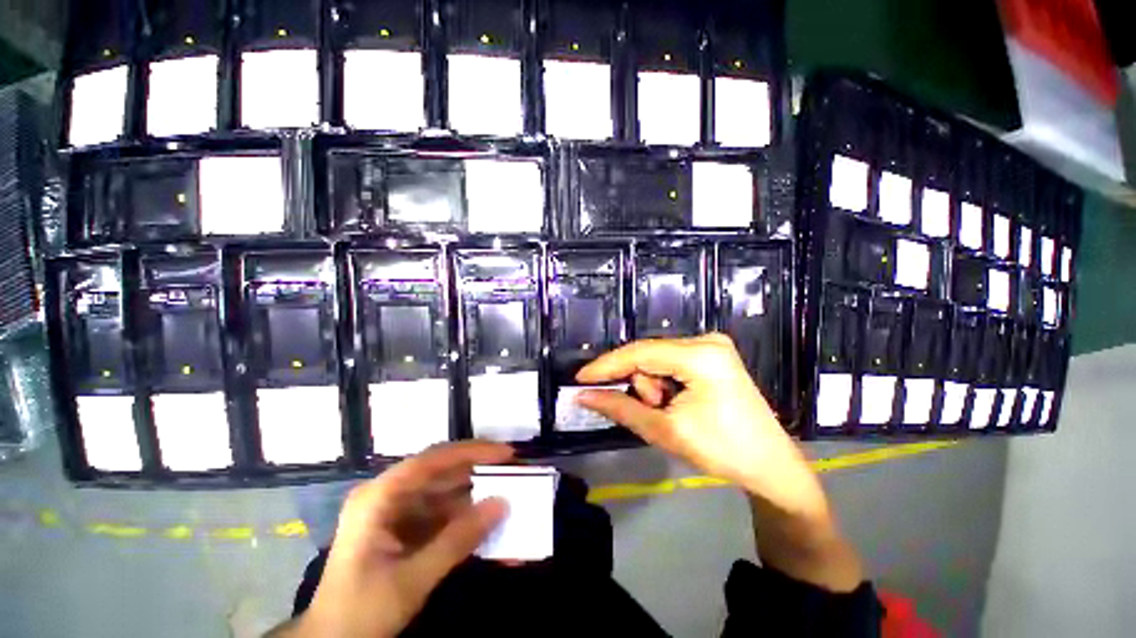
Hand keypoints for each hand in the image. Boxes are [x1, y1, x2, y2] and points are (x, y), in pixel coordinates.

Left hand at [287, 442, 511, 637]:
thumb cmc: (361, 611)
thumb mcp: (412, 580)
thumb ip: (458, 540)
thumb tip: (502, 503)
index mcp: (379, 497)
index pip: (432, 460)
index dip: (471, 452)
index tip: (505, 454)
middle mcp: (386, 494)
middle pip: (439, 470)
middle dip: (476, 470)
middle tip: (511, 470)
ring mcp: (393, 509)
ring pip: (441, 489)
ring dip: (472, 493)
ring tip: (504, 492)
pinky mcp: (401, 525)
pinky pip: (438, 510)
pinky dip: (462, 514)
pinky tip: (483, 519)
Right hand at [575, 334, 827, 522]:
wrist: (771, 467)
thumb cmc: (723, 451)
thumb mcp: (665, 431)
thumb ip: (621, 408)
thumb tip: (584, 396)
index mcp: (701, 356)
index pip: (640, 353)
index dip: (607, 365)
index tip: (580, 378)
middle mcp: (707, 341)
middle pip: (649, 356)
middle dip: (643, 386)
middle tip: (658, 413)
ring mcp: (712, 346)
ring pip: (658, 360)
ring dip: (655, 387)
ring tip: (672, 412)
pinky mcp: (712, 356)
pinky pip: (671, 363)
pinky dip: (665, 384)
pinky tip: (679, 402)